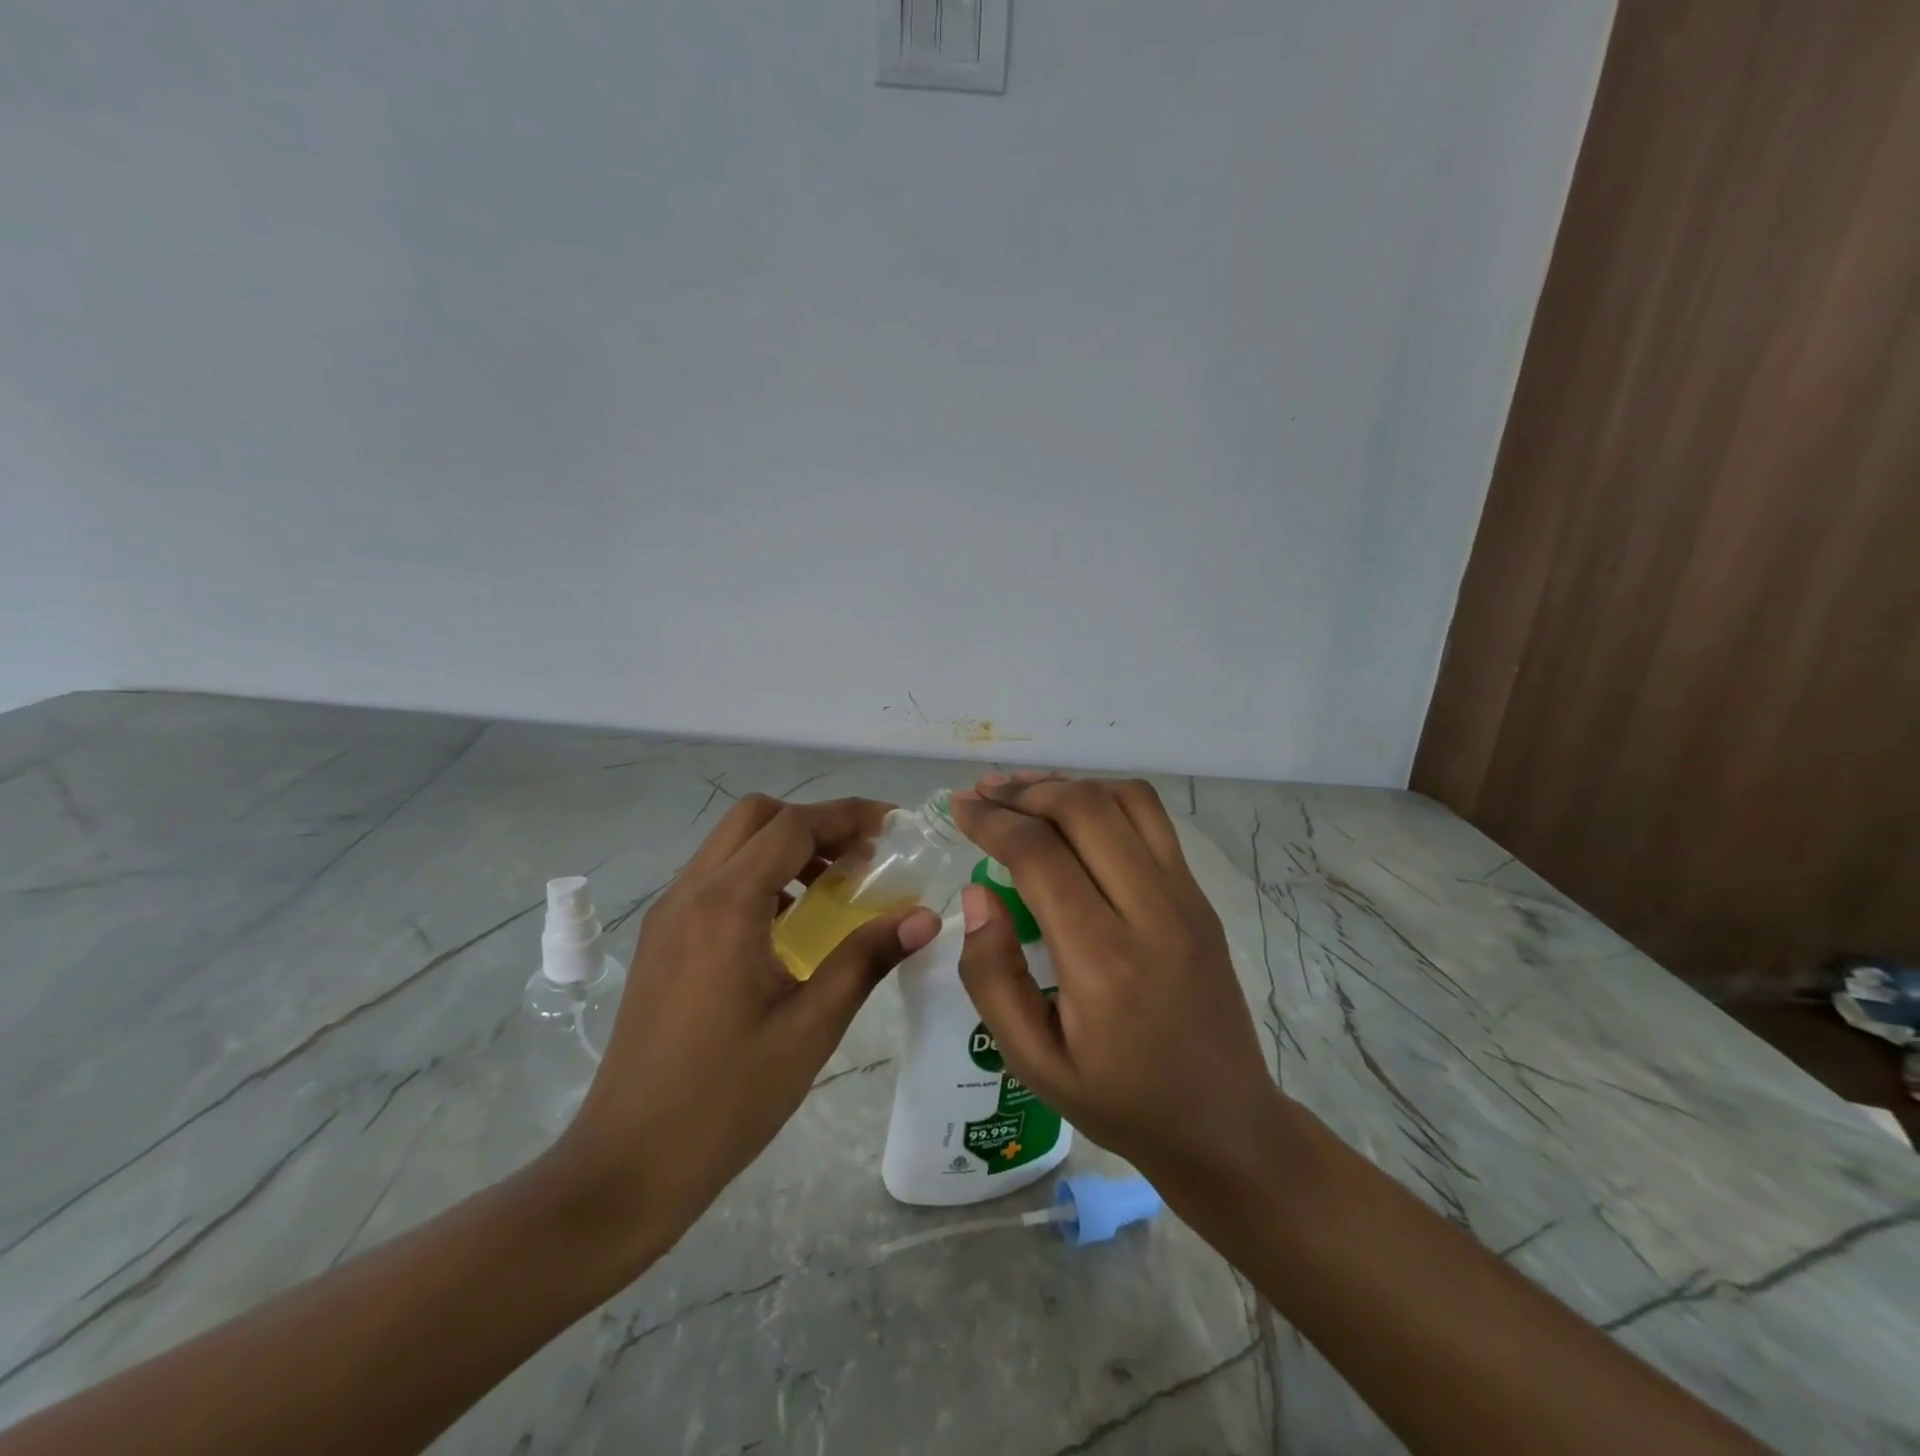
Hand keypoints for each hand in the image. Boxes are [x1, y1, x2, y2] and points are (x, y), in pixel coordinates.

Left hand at [555, 793, 940, 1249]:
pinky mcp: (660, 940)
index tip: (893, 825)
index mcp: (726, 905)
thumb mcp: (810, 1027)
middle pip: (755, 817)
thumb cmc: (727, 1098)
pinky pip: (713, 878)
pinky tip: (787, 922)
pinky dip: (757, 874)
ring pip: (730, 844)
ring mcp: (668, 915)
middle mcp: (690, 893)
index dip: (848, 815)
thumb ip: (867, 958)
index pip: (793, 826)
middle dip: (814, 822)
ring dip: (784, 846)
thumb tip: (925, 917)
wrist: (627, 1165)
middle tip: (861, 857)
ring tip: (832, 886)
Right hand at [950, 776, 1280, 1202]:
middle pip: (1085, 809)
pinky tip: (1076, 813)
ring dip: (1069, 784)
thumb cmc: (1120, 1100)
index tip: (959, 807)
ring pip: (1126, 800)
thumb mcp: (1033, 1062)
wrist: (1224, 1123)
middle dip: (1026, 791)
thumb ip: (992, 976)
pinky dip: (1106, 799)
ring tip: (1025, 791)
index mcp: (1103, 961)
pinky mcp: (1200, 896)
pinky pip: (1154, 821)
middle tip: (985, 793)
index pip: (1040, 856)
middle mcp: (1151, 913)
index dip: (992, 821)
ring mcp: (1186, 898)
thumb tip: (978, 893)